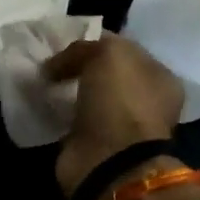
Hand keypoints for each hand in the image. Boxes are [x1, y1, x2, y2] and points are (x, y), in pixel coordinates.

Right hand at [45, 35, 183, 196]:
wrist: (109, 159)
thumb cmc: (120, 99)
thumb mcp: (108, 54)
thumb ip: (84, 47)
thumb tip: (57, 64)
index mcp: (159, 77)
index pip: (123, 49)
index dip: (94, 41)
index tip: (64, 40)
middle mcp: (144, 101)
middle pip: (103, 73)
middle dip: (77, 66)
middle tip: (48, 60)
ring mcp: (119, 125)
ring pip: (86, 96)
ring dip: (65, 89)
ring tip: (41, 80)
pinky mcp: (93, 144)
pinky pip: (71, 118)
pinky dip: (57, 111)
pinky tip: (41, 101)